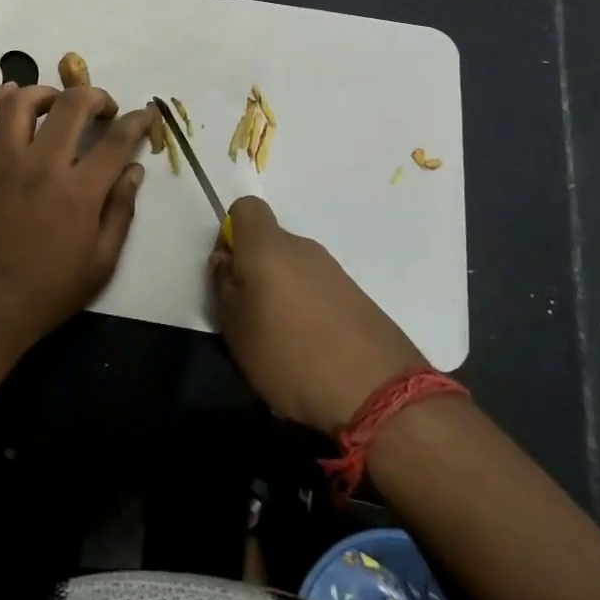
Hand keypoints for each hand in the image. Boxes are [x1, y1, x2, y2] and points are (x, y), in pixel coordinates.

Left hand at [0, 83, 153, 360]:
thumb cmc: (47, 292)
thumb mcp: (100, 263)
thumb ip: (121, 211)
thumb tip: (134, 170)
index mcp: (79, 191)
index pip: (117, 139)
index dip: (138, 121)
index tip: (145, 115)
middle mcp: (41, 165)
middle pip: (71, 105)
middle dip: (95, 96)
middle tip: (102, 109)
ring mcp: (2, 163)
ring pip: (20, 102)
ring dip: (44, 92)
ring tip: (55, 103)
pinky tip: (5, 97)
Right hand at [210, 197, 427, 435]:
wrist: (376, 392)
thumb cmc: (289, 353)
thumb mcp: (235, 325)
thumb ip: (223, 284)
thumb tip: (226, 260)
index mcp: (269, 246)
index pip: (246, 207)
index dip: (231, 232)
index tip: (229, 271)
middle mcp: (304, 248)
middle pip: (270, 243)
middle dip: (256, 271)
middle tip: (249, 316)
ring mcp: (335, 272)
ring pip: (295, 269)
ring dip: (282, 294)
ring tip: (280, 342)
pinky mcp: (358, 298)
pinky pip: (319, 292)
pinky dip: (309, 312)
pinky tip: (310, 351)